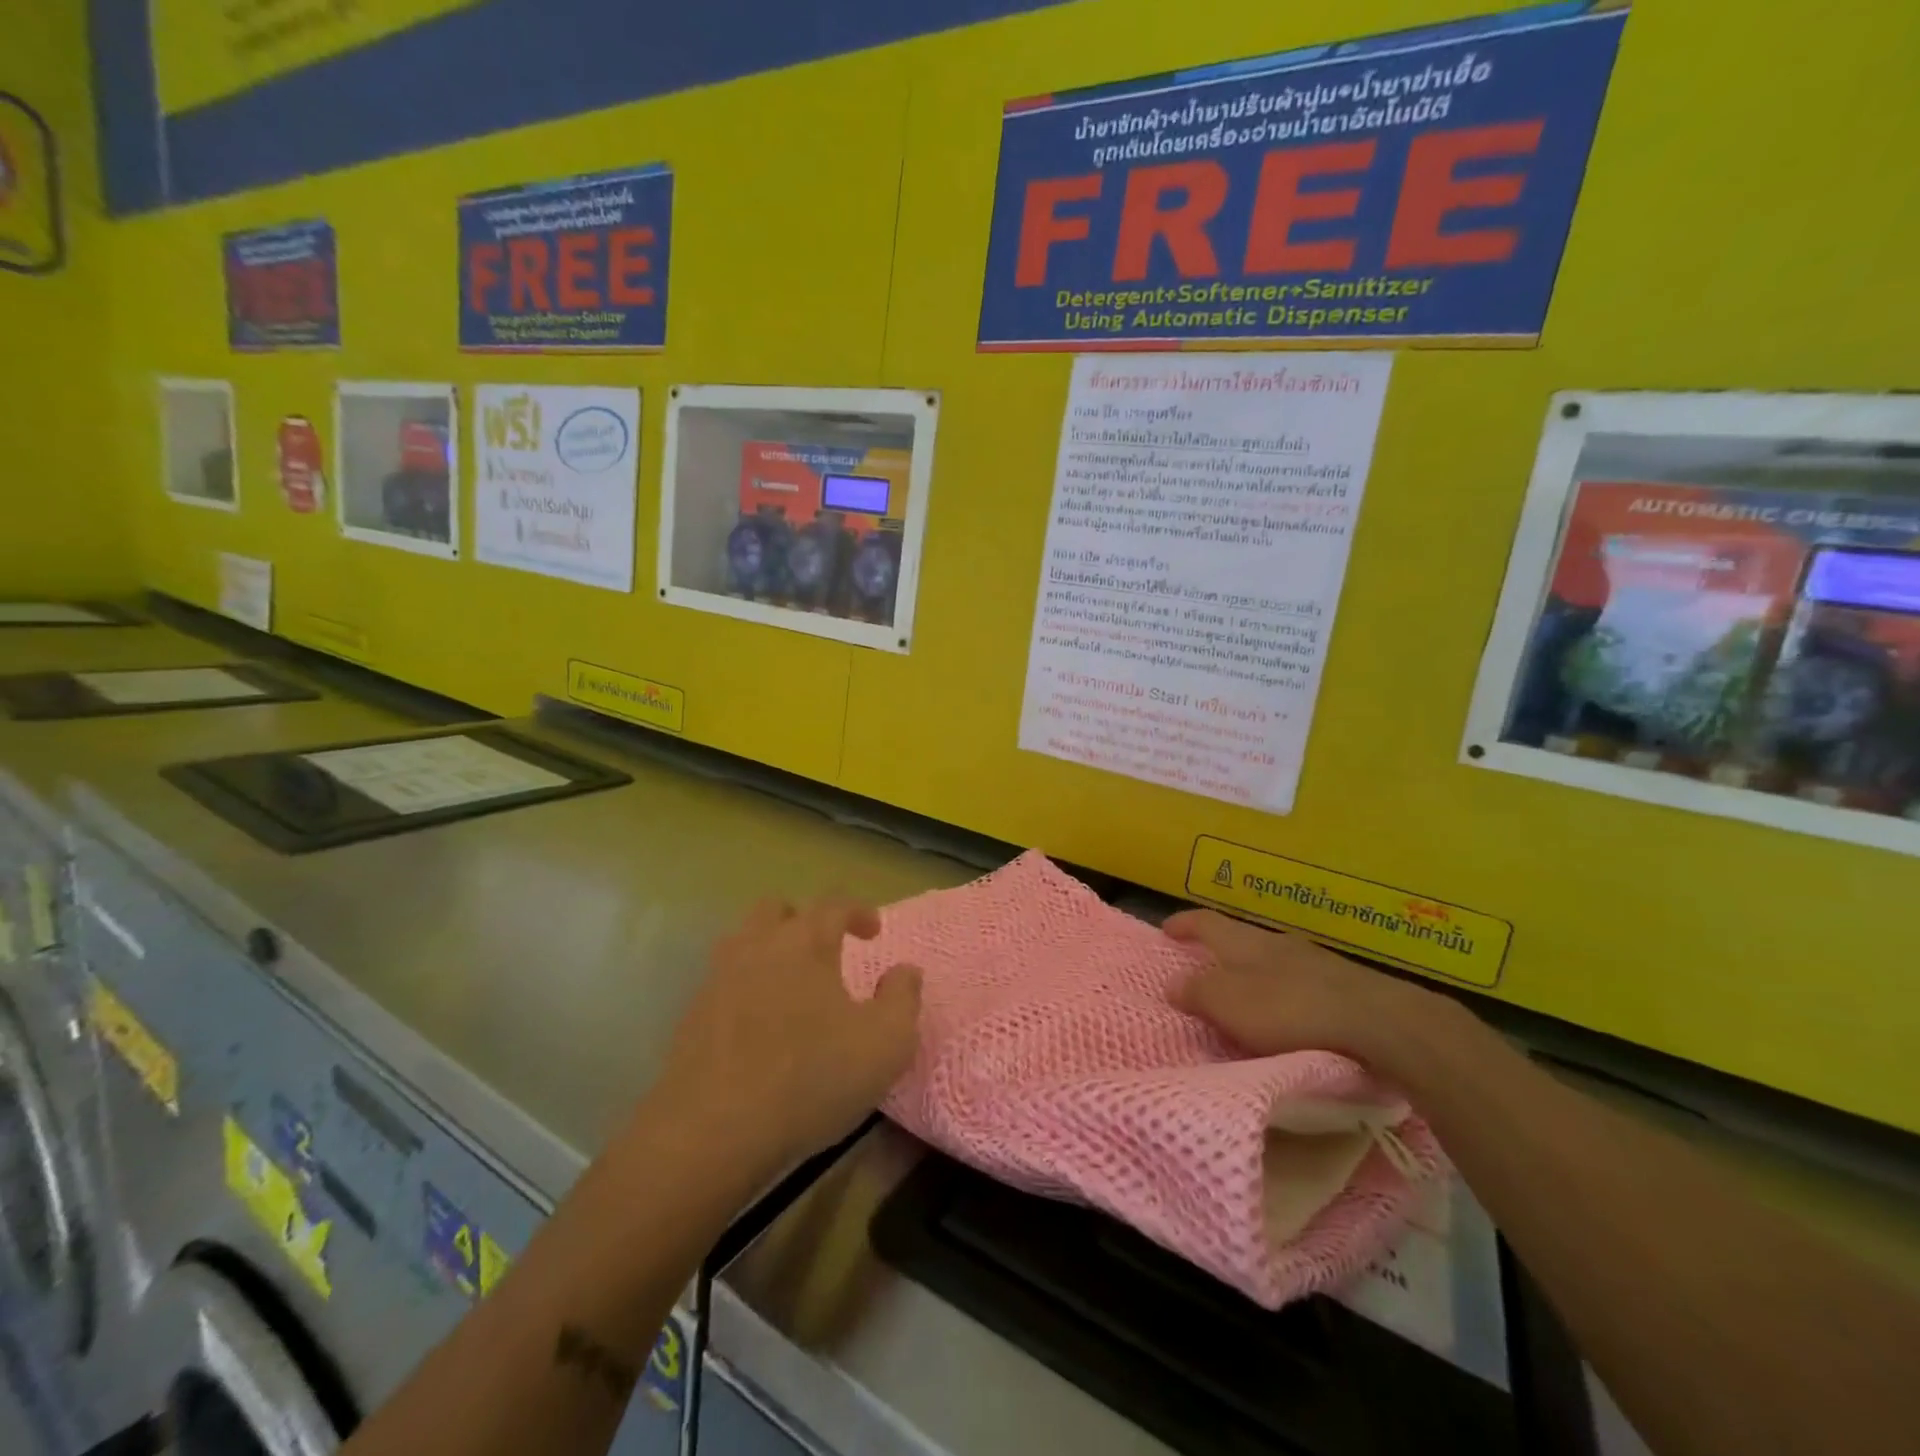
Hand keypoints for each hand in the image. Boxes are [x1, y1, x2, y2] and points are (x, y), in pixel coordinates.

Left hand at [657, 897, 921, 1175]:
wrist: (712, 1131)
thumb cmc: (811, 1077)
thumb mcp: (886, 1043)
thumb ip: (903, 998)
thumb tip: (905, 970)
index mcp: (806, 942)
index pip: (833, 903)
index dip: (857, 911)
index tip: (873, 931)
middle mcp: (758, 946)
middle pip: (776, 909)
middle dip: (803, 919)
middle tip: (824, 949)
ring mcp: (718, 979)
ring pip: (743, 941)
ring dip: (769, 949)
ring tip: (791, 984)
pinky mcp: (692, 1016)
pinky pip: (723, 982)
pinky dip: (745, 987)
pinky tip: (759, 1024)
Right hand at [1165, 908, 1444, 1068]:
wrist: (1380, 1024)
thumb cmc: (1290, 1010)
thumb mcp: (1229, 1004)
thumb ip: (1198, 992)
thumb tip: (1172, 982)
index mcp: (1245, 942)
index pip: (1206, 922)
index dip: (1184, 924)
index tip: (1166, 929)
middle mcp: (1278, 943)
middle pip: (1241, 939)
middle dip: (1221, 951)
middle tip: (1204, 967)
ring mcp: (1316, 962)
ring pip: (1274, 961)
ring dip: (1255, 974)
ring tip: (1246, 995)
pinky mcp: (1345, 987)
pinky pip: (1302, 983)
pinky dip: (1285, 994)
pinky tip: (1289, 1014)